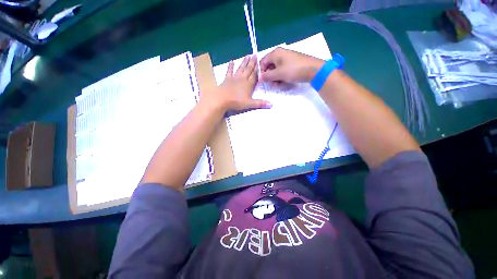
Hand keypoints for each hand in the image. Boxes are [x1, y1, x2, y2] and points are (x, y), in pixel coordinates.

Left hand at [203, 55, 270, 111]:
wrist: (222, 99)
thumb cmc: (236, 102)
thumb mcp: (250, 104)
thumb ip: (260, 103)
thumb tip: (272, 104)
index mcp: (248, 84)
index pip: (255, 75)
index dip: (258, 69)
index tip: (261, 62)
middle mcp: (242, 79)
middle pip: (248, 70)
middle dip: (252, 63)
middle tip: (255, 55)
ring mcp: (234, 78)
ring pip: (241, 68)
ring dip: (244, 62)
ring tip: (247, 55)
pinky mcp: (226, 79)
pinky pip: (229, 71)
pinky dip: (230, 66)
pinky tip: (231, 61)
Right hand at [260, 47, 324, 82]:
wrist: (313, 70)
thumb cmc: (293, 70)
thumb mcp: (278, 74)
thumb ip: (267, 76)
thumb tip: (259, 78)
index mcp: (275, 53)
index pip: (262, 62)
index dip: (261, 72)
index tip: (262, 81)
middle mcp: (280, 54)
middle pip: (269, 66)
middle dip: (269, 76)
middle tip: (271, 84)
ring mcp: (286, 58)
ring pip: (276, 69)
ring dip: (275, 78)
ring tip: (278, 84)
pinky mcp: (292, 63)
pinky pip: (282, 70)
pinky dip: (281, 76)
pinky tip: (283, 82)